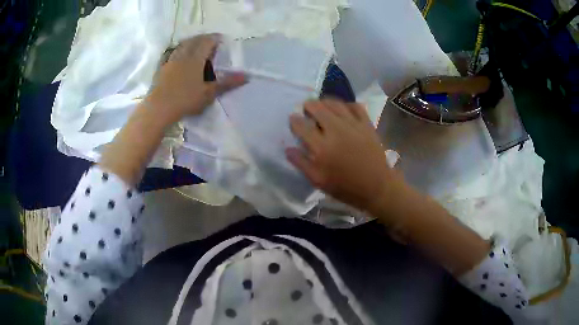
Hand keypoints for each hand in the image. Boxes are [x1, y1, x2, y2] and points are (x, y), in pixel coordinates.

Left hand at [148, 34, 245, 122]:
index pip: (207, 41)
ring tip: (195, 46)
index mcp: (195, 58)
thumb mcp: (209, 93)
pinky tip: (178, 57)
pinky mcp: (161, 69)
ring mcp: (170, 61)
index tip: (221, 39)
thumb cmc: (185, 100)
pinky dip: (178, 51)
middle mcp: (183, 55)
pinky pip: (171, 54)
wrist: (159, 109)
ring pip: (182, 45)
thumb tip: (246, 76)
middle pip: (194, 40)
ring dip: (190, 42)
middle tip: (210, 41)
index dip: (215, 38)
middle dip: (203, 38)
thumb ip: (227, 83)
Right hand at [286, 99, 402, 212]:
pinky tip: (343, 110)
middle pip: (317, 107)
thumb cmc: (346, 187)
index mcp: (322, 147)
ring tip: (322, 107)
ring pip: (334, 103)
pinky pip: (354, 105)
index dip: (294, 120)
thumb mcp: (319, 181)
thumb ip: (301, 163)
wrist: (377, 186)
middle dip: (308, 106)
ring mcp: (353, 124)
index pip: (301, 125)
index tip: (293, 120)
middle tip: (307, 111)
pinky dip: (346, 105)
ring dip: (324, 102)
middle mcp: (336, 130)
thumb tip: (288, 148)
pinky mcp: (366, 124)